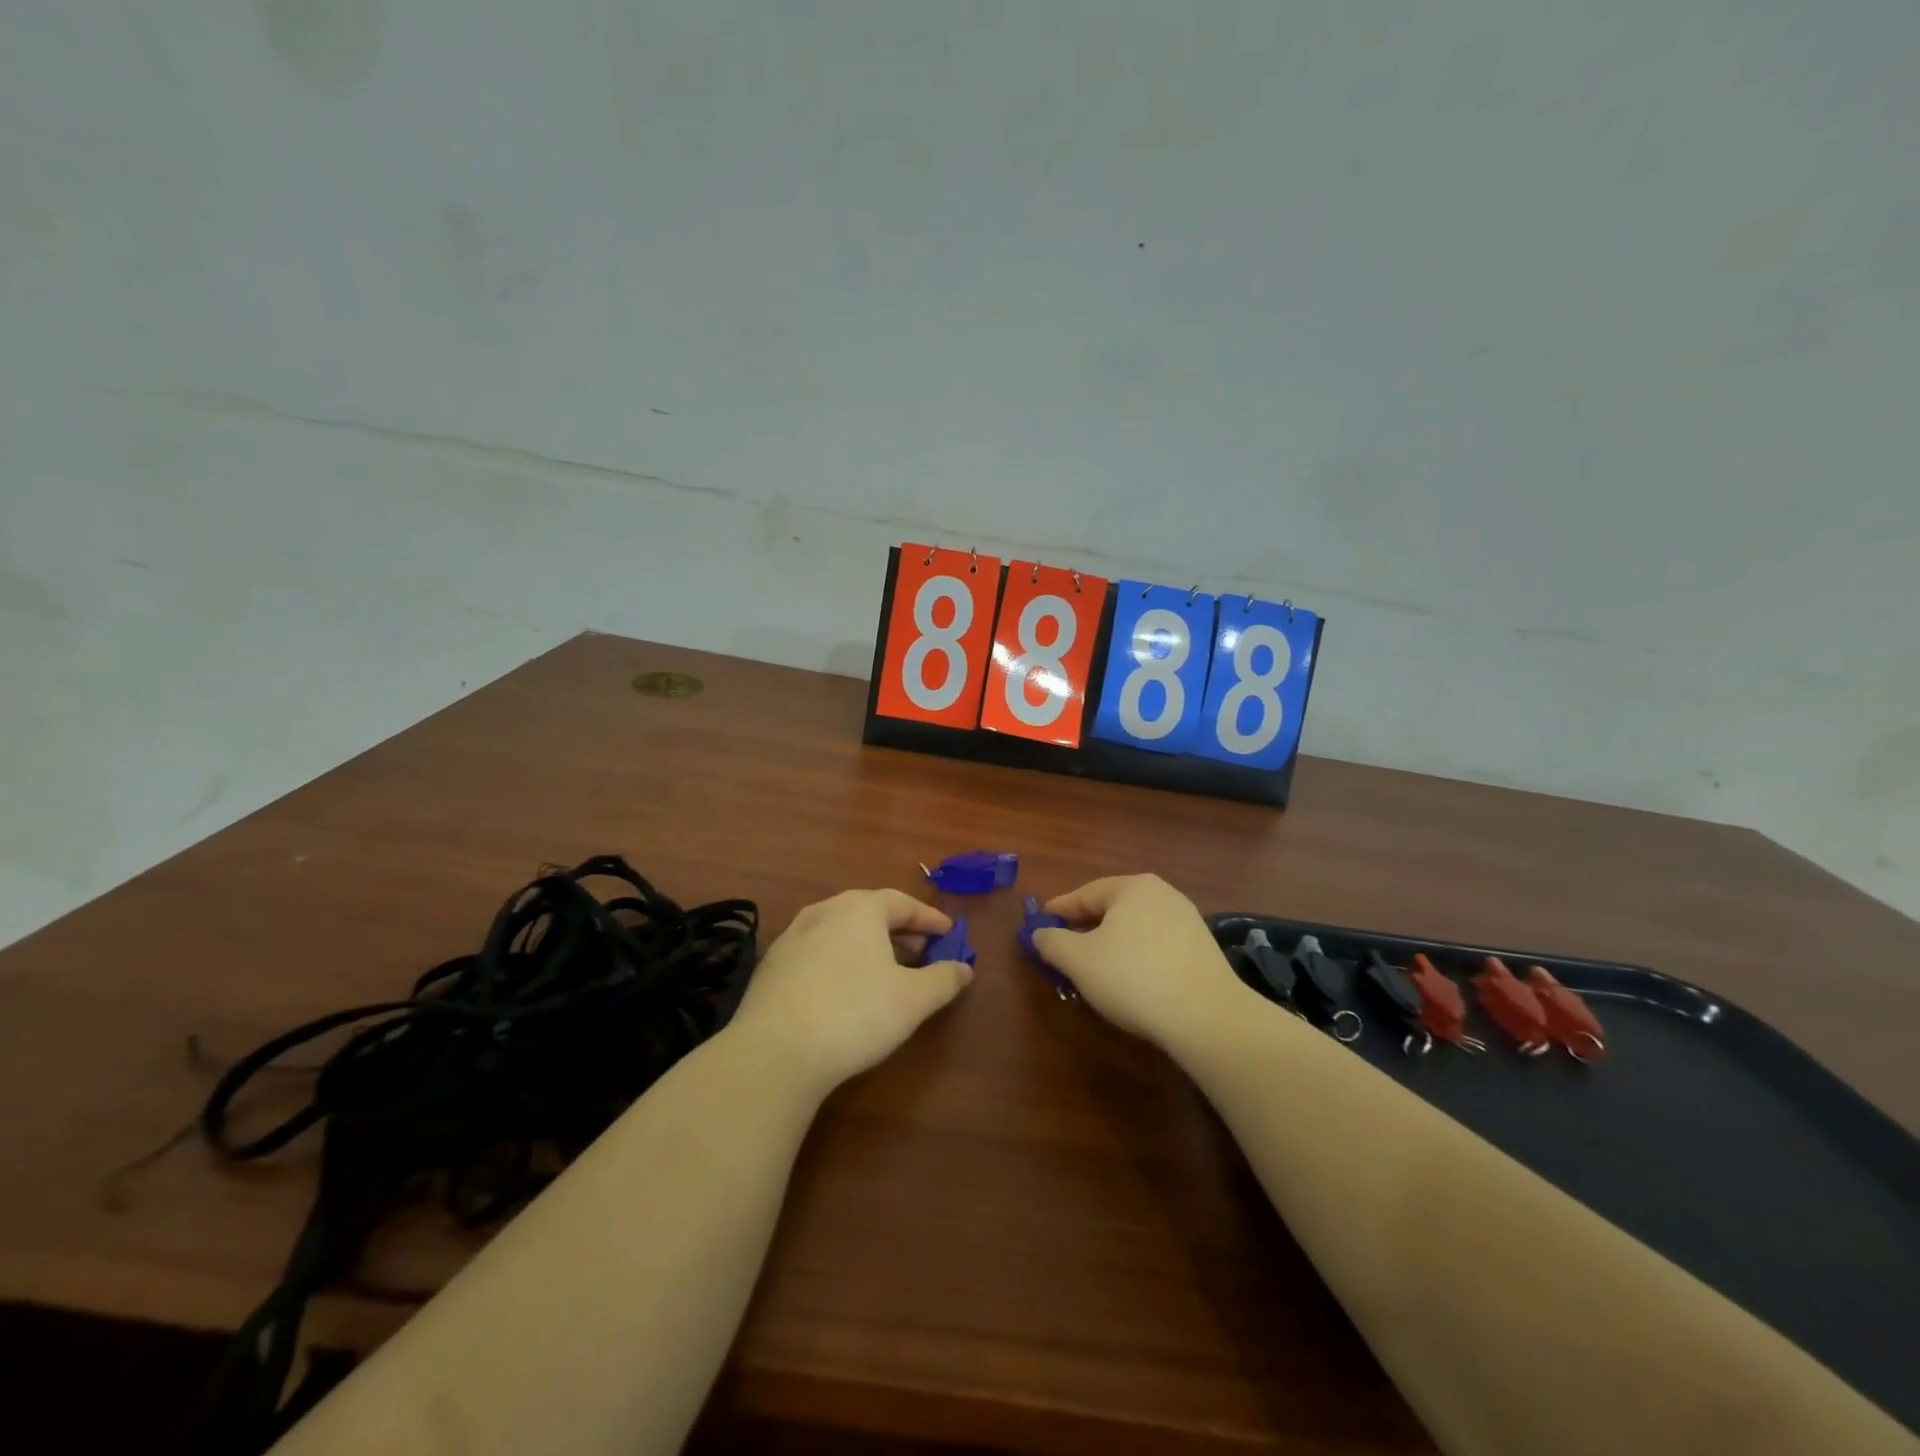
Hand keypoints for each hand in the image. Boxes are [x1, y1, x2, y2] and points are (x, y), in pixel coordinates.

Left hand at [730, 889, 972, 1091]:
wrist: (775, 1052)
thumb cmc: (855, 1014)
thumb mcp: (913, 999)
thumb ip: (944, 979)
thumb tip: (964, 968)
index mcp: (859, 908)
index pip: (902, 902)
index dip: (929, 918)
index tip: (948, 932)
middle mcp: (823, 911)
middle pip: (869, 912)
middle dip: (899, 930)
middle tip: (921, 951)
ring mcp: (791, 938)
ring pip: (840, 931)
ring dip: (867, 945)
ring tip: (885, 970)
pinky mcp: (771, 967)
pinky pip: (817, 952)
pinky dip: (839, 960)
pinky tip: (844, 988)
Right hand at [1033, 874, 1245, 1047]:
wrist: (1206, 1016)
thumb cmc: (1133, 977)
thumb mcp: (1078, 960)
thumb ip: (1052, 942)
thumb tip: (1039, 933)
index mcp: (1132, 887)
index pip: (1084, 894)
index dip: (1058, 910)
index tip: (1039, 924)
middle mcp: (1162, 894)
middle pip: (1111, 909)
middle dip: (1085, 929)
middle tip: (1063, 949)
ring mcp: (1187, 920)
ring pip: (1134, 929)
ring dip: (1111, 945)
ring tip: (1094, 969)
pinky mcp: (1202, 949)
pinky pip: (1156, 946)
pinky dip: (1136, 957)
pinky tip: (1129, 981)